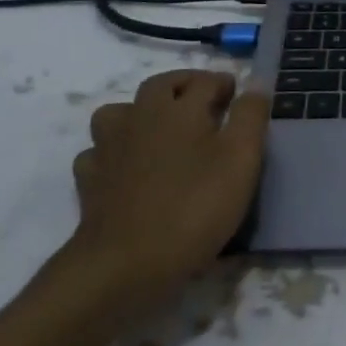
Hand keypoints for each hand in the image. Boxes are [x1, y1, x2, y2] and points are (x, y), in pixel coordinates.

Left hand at [67, 70, 269, 318]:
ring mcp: (110, 146)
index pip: (206, 81)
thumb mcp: (240, 160)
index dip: (224, 84)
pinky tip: (125, 167)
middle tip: (203, 101)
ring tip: (159, 128)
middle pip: (161, 85)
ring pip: (120, 111)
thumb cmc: (193, 208)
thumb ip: (250, 116)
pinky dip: (112, 152)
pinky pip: (98, 152)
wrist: (124, 264)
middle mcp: (142, 116)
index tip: (237, 94)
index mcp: (180, 108)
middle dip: (184, 86)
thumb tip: (256, 83)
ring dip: (140, 112)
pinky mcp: (90, 179)